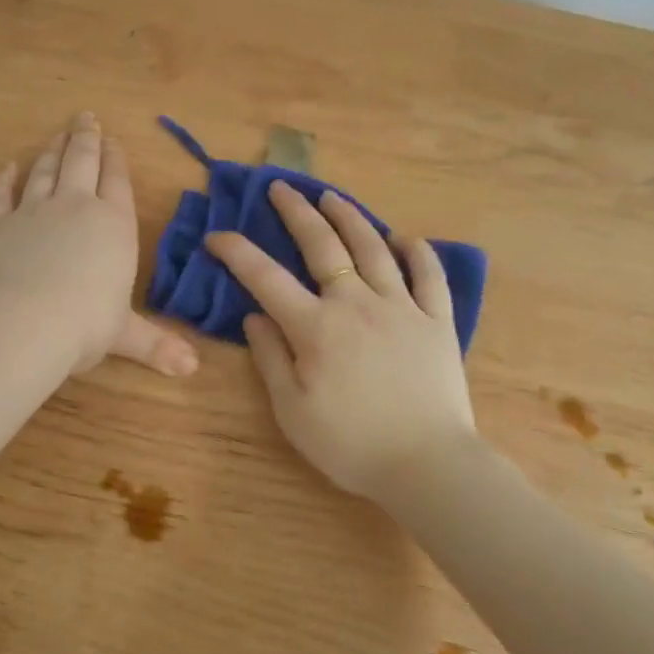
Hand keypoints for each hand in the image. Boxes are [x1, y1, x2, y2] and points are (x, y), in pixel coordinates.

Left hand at [0, 112, 197, 377]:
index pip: (118, 183)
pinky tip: (10, 167)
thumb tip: (193, 370)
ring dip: (52, 151)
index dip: (116, 160)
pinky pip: (1, 195)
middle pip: (82, 163)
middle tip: (85, 117)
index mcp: (113, 226)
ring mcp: (32, 212)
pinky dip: (5, 180)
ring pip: (45, 172)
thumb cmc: (85, 325)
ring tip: (57, 134)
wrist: (23, 322)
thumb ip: (157, 345)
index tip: (114, 140)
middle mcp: (75, 208)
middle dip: (85, 139)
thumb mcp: (125, 335)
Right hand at [206, 183, 475, 497]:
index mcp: (316, 327)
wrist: (428, 465)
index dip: (237, 252)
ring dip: (349, 218)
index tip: (217, 235)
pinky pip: (428, 275)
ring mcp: (401, 307)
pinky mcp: (437, 320)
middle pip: (322, 245)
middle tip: (281, 188)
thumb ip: (271, 359)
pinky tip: (405, 238)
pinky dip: (417, 252)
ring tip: (331, 197)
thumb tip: (254, 317)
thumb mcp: (293, 411)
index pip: (265, 278)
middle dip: (296, 212)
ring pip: (373, 248)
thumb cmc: (351, 444)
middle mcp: (356, 303)